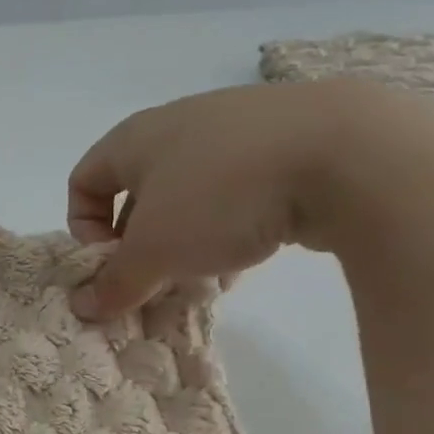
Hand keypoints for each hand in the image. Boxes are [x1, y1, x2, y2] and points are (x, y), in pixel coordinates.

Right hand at [66, 79, 433, 318]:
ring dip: (186, 241)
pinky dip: (232, 227)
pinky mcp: (288, 143)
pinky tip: (251, 258)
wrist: (351, 152)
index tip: (110, 263)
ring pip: (191, 196)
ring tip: (205, 277)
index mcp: (135, 138)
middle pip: (138, 193)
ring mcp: (237, 130)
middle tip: (155, 280)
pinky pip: (238, 192)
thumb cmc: (222, 195)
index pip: (83, 181)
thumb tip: (83, 308)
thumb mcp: (156, 251)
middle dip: (140, 244)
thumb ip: (114, 282)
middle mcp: (179, 126)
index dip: (83, 227)